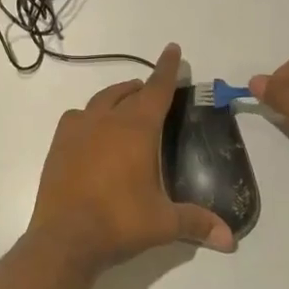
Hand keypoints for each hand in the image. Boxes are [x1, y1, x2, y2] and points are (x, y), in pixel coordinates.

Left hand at [26, 44, 236, 273]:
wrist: (64, 237)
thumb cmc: (119, 222)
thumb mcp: (163, 223)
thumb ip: (197, 223)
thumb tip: (230, 239)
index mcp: (136, 129)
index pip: (156, 89)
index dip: (167, 69)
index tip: (173, 49)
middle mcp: (106, 120)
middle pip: (128, 92)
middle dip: (143, 87)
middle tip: (154, 90)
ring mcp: (78, 130)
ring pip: (100, 100)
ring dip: (116, 97)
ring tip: (125, 103)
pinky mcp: (58, 144)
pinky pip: (76, 117)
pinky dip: (89, 116)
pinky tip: (92, 130)